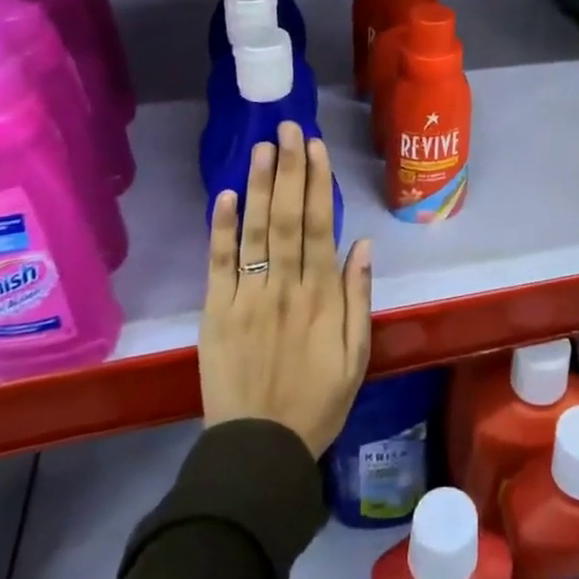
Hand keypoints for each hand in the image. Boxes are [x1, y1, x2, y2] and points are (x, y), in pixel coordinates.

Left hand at [201, 123, 372, 457]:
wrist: (259, 450)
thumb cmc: (318, 402)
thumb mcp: (356, 355)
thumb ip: (358, 297)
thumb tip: (362, 244)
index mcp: (321, 296)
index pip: (318, 226)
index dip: (317, 183)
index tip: (315, 147)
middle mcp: (284, 287)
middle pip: (286, 217)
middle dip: (289, 169)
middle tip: (287, 128)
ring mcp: (247, 298)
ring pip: (254, 232)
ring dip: (258, 186)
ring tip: (262, 147)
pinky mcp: (216, 313)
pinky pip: (219, 265)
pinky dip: (220, 229)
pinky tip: (224, 196)